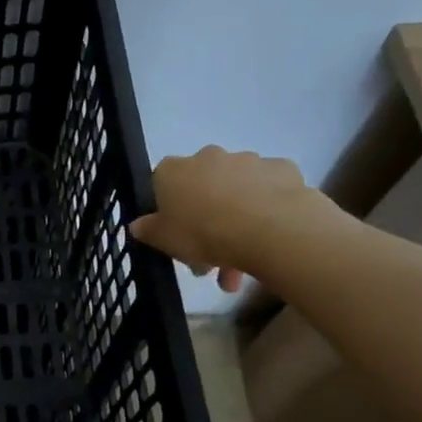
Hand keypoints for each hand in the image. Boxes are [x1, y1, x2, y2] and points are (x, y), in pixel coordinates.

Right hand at [127, 146, 335, 292]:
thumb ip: (148, 231)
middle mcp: (208, 157)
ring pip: (237, 191)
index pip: (162, 183)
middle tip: (213, 257)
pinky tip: (273, 235)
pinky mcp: (283, 169)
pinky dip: (269, 208)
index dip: (168, 211)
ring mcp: (248, 160)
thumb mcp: (165, 241)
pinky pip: (270, 190)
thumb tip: (138, 225)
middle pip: (202, 187)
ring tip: (247, 264)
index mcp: (173, 171)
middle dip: (207, 219)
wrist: (272, 230)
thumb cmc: (205, 233)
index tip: (177, 235)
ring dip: (238, 219)